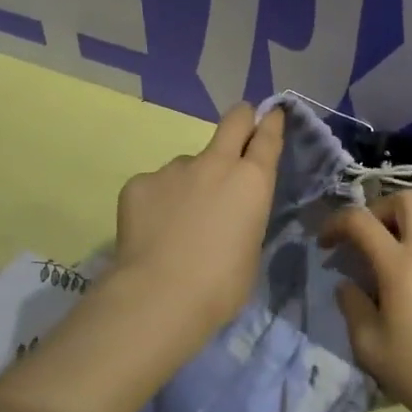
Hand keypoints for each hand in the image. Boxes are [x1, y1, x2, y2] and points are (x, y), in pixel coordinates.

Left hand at [112, 102, 284, 333]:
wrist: (160, 296)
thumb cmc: (221, 286)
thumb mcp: (250, 250)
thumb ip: (244, 218)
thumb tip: (228, 213)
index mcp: (252, 181)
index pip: (267, 137)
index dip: (271, 123)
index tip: (272, 115)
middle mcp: (215, 164)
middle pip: (234, 120)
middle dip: (241, 119)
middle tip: (239, 131)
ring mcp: (174, 169)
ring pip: (188, 165)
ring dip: (190, 183)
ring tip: (178, 223)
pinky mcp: (139, 182)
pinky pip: (155, 186)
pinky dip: (157, 203)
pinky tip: (152, 231)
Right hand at [318, 190, 411, 411]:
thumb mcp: (369, 345)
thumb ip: (352, 306)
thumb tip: (347, 286)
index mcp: (401, 266)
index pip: (363, 220)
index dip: (336, 222)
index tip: (323, 246)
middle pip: (408, 201)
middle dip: (377, 208)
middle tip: (358, 238)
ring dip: (390, 234)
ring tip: (367, 273)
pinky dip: (403, 258)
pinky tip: (390, 297)